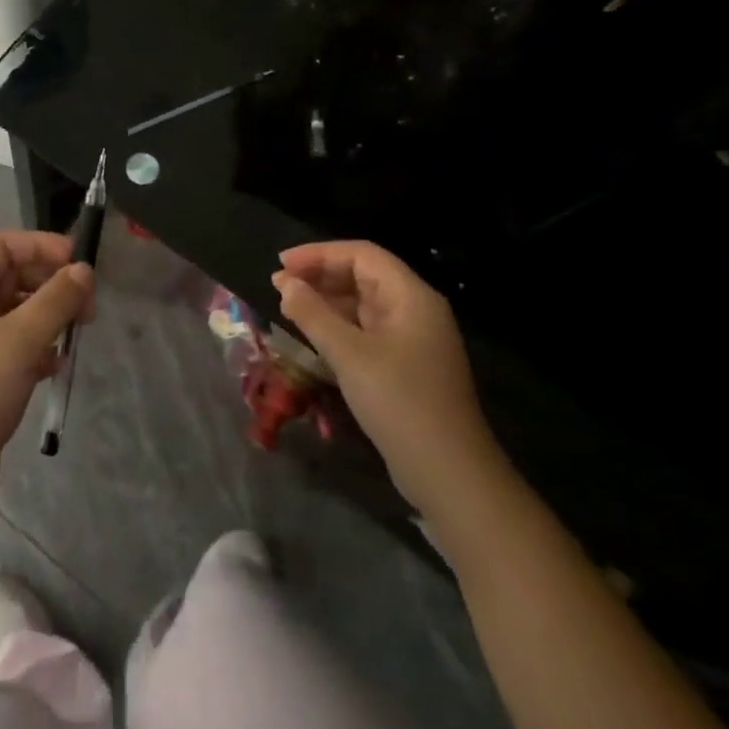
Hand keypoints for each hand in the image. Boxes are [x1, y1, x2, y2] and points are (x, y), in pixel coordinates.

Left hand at [0, 231, 93, 524]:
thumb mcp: (19, 342)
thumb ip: (55, 301)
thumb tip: (83, 270)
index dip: (39, 246)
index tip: (79, 263)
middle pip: (7, 277)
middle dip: (49, 283)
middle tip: (87, 306)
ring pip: (12, 313)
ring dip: (45, 317)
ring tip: (76, 335)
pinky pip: (10, 346)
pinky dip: (35, 348)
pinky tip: (54, 366)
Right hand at [273, 241, 501, 519]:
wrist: (449, 474)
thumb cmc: (399, 403)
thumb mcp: (349, 355)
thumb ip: (313, 314)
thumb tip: (286, 284)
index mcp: (412, 297)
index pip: (362, 255)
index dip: (319, 254)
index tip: (281, 264)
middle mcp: (415, 310)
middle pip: (363, 276)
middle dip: (320, 276)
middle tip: (279, 286)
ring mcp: (413, 340)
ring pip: (363, 304)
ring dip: (326, 301)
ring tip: (288, 307)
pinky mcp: (406, 366)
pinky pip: (366, 330)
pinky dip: (338, 326)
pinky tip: (313, 334)